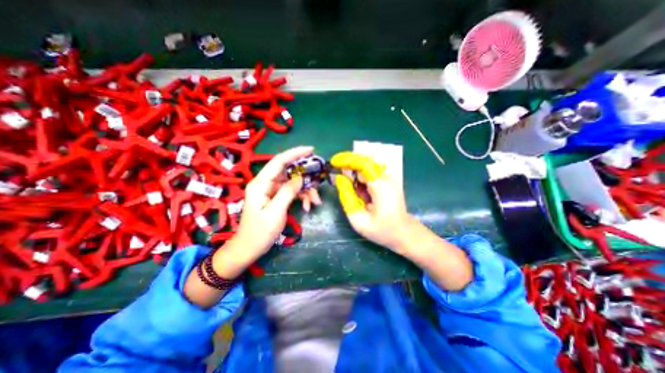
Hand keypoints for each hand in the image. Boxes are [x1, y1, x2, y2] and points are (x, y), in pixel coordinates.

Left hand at [232, 145, 319, 256]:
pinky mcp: (276, 197)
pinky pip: (292, 191)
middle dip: (305, 178)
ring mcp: (271, 190)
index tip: (311, 149)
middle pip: (289, 172)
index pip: (279, 161)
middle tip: (318, 183)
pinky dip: (301, 197)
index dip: (295, 153)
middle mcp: (266, 183)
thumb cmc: (260, 232)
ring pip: (293, 182)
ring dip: (306, 190)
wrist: (249, 248)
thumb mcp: (275, 212)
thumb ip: (288, 192)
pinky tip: (307, 207)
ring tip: (315, 202)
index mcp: (261, 183)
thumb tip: (301, 177)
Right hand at [333, 152, 412, 252]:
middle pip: (365, 162)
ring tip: (352, 192)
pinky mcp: (389, 182)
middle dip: (349, 166)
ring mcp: (390, 179)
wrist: (404, 233)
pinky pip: (371, 174)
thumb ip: (347, 198)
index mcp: (381, 186)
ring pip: (367, 167)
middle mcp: (387, 178)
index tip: (333, 162)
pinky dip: (361, 179)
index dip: (347, 160)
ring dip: (355, 174)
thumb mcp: (359, 220)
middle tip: (338, 178)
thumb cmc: (382, 230)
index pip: (363, 163)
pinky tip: (360, 193)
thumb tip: (339, 179)